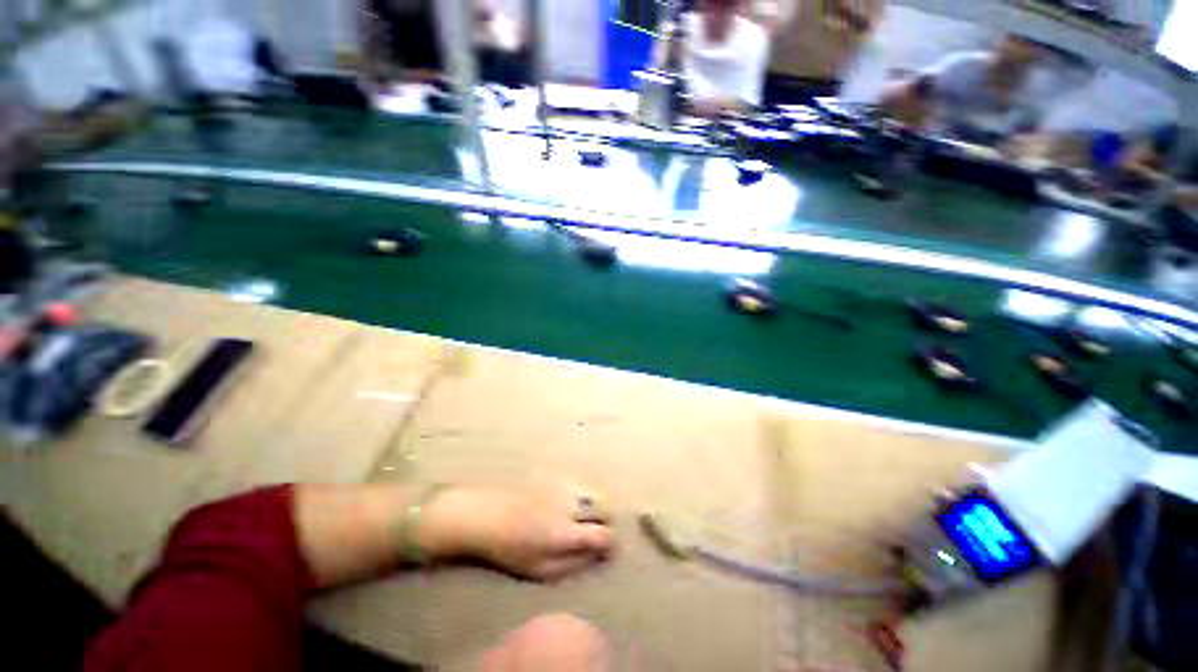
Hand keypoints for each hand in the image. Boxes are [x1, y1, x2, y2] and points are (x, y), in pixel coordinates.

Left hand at [422, 486, 612, 580]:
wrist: (486, 516)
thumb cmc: (510, 549)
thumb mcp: (540, 570)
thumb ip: (573, 564)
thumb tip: (597, 556)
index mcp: (567, 532)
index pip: (604, 534)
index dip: (611, 543)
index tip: (606, 550)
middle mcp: (570, 505)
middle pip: (604, 507)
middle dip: (606, 521)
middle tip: (595, 533)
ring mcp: (562, 487)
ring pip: (592, 493)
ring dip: (594, 506)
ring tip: (582, 519)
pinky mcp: (554, 477)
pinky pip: (577, 485)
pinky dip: (580, 496)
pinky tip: (565, 505)